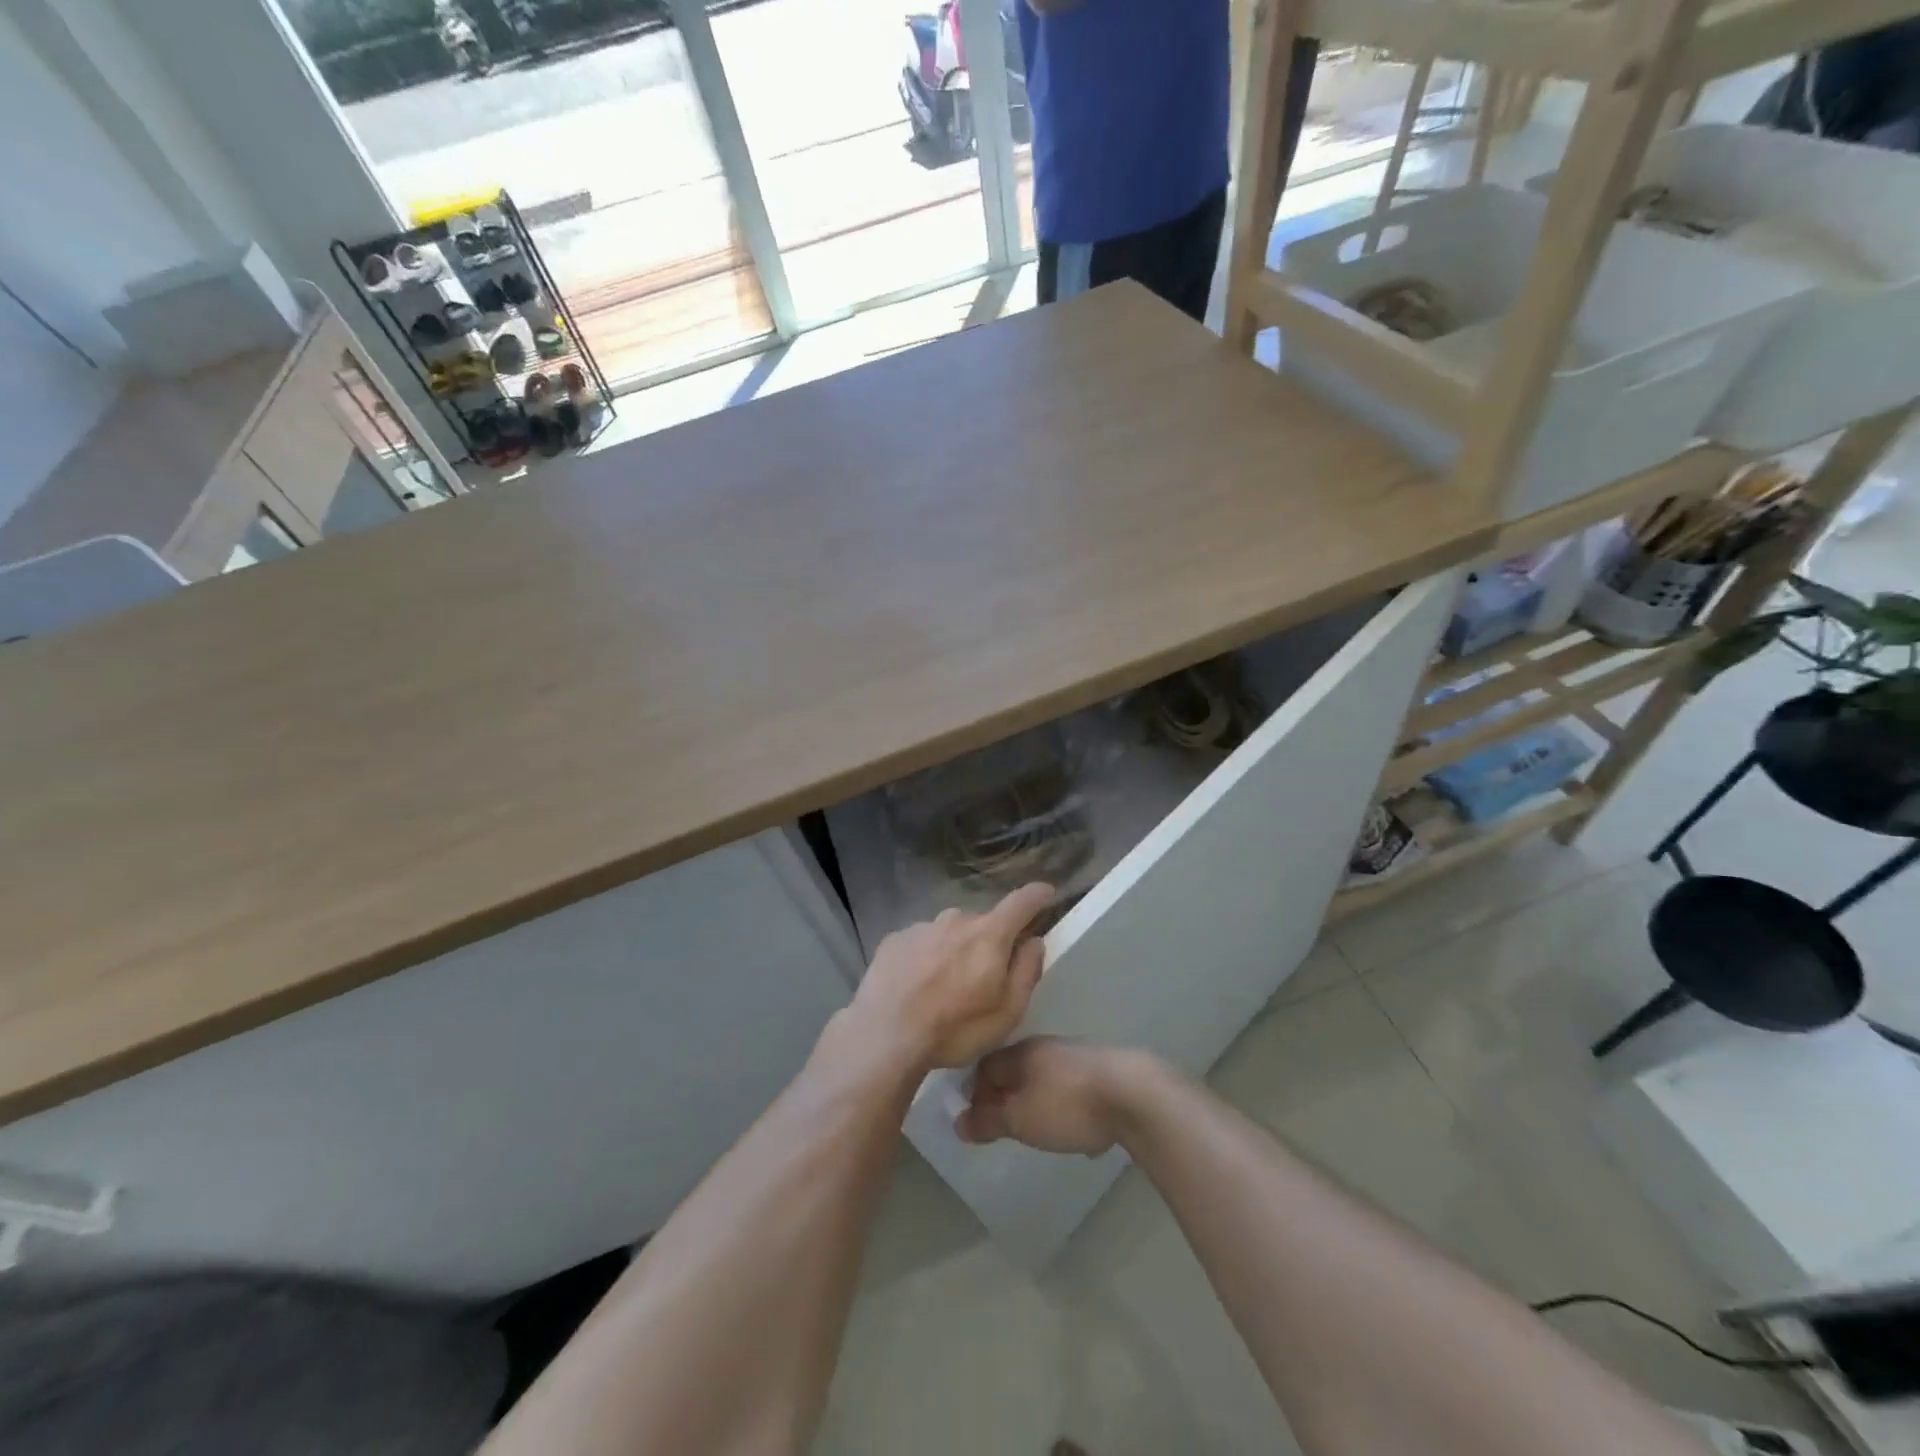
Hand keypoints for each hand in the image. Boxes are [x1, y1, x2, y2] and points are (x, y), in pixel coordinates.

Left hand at [850, 884, 1053, 1070]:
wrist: (884, 1034)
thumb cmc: (955, 1028)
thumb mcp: (1007, 1012)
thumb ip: (1026, 970)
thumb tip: (1034, 941)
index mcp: (989, 934)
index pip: (1021, 902)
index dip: (1038, 896)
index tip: (1047, 894)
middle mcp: (956, 919)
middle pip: (983, 924)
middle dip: (989, 943)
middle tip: (983, 978)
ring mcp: (922, 926)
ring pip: (950, 933)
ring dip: (955, 952)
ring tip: (944, 989)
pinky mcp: (895, 939)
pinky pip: (922, 943)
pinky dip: (926, 959)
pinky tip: (916, 987)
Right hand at [955, 1038, 1149, 1155]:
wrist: (1133, 1094)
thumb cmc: (1066, 1105)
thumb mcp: (1020, 1119)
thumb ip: (988, 1120)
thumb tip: (957, 1122)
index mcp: (1020, 1053)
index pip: (984, 1066)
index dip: (973, 1091)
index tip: (973, 1119)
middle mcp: (1045, 1048)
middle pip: (1014, 1070)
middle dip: (1005, 1096)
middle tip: (1002, 1127)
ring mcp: (1076, 1058)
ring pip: (1044, 1078)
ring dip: (1035, 1101)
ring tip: (1036, 1131)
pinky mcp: (1102, 1073)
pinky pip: (1072, 1090)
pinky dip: (1065, 1107)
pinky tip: (1076, 1131)